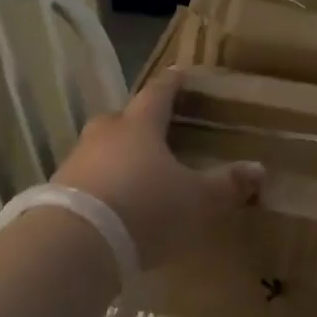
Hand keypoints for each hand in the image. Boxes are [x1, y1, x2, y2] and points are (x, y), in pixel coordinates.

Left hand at [53, 71, 260, 270]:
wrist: (74, 243)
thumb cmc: (145, 209)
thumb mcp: (196, 201)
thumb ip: (226, 185)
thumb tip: (259, 168)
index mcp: (141, 125)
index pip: (159, 93)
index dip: (172, 84)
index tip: (178, 73)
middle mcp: (105, 133)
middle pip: (122, 117)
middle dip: (138, 121)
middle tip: (154, 130)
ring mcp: (76, 160)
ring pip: (100, 147)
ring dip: (115, 154)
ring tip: (132, 171)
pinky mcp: (57, 190)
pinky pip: (84, 177)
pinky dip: (99, 183)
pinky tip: (109, 203)